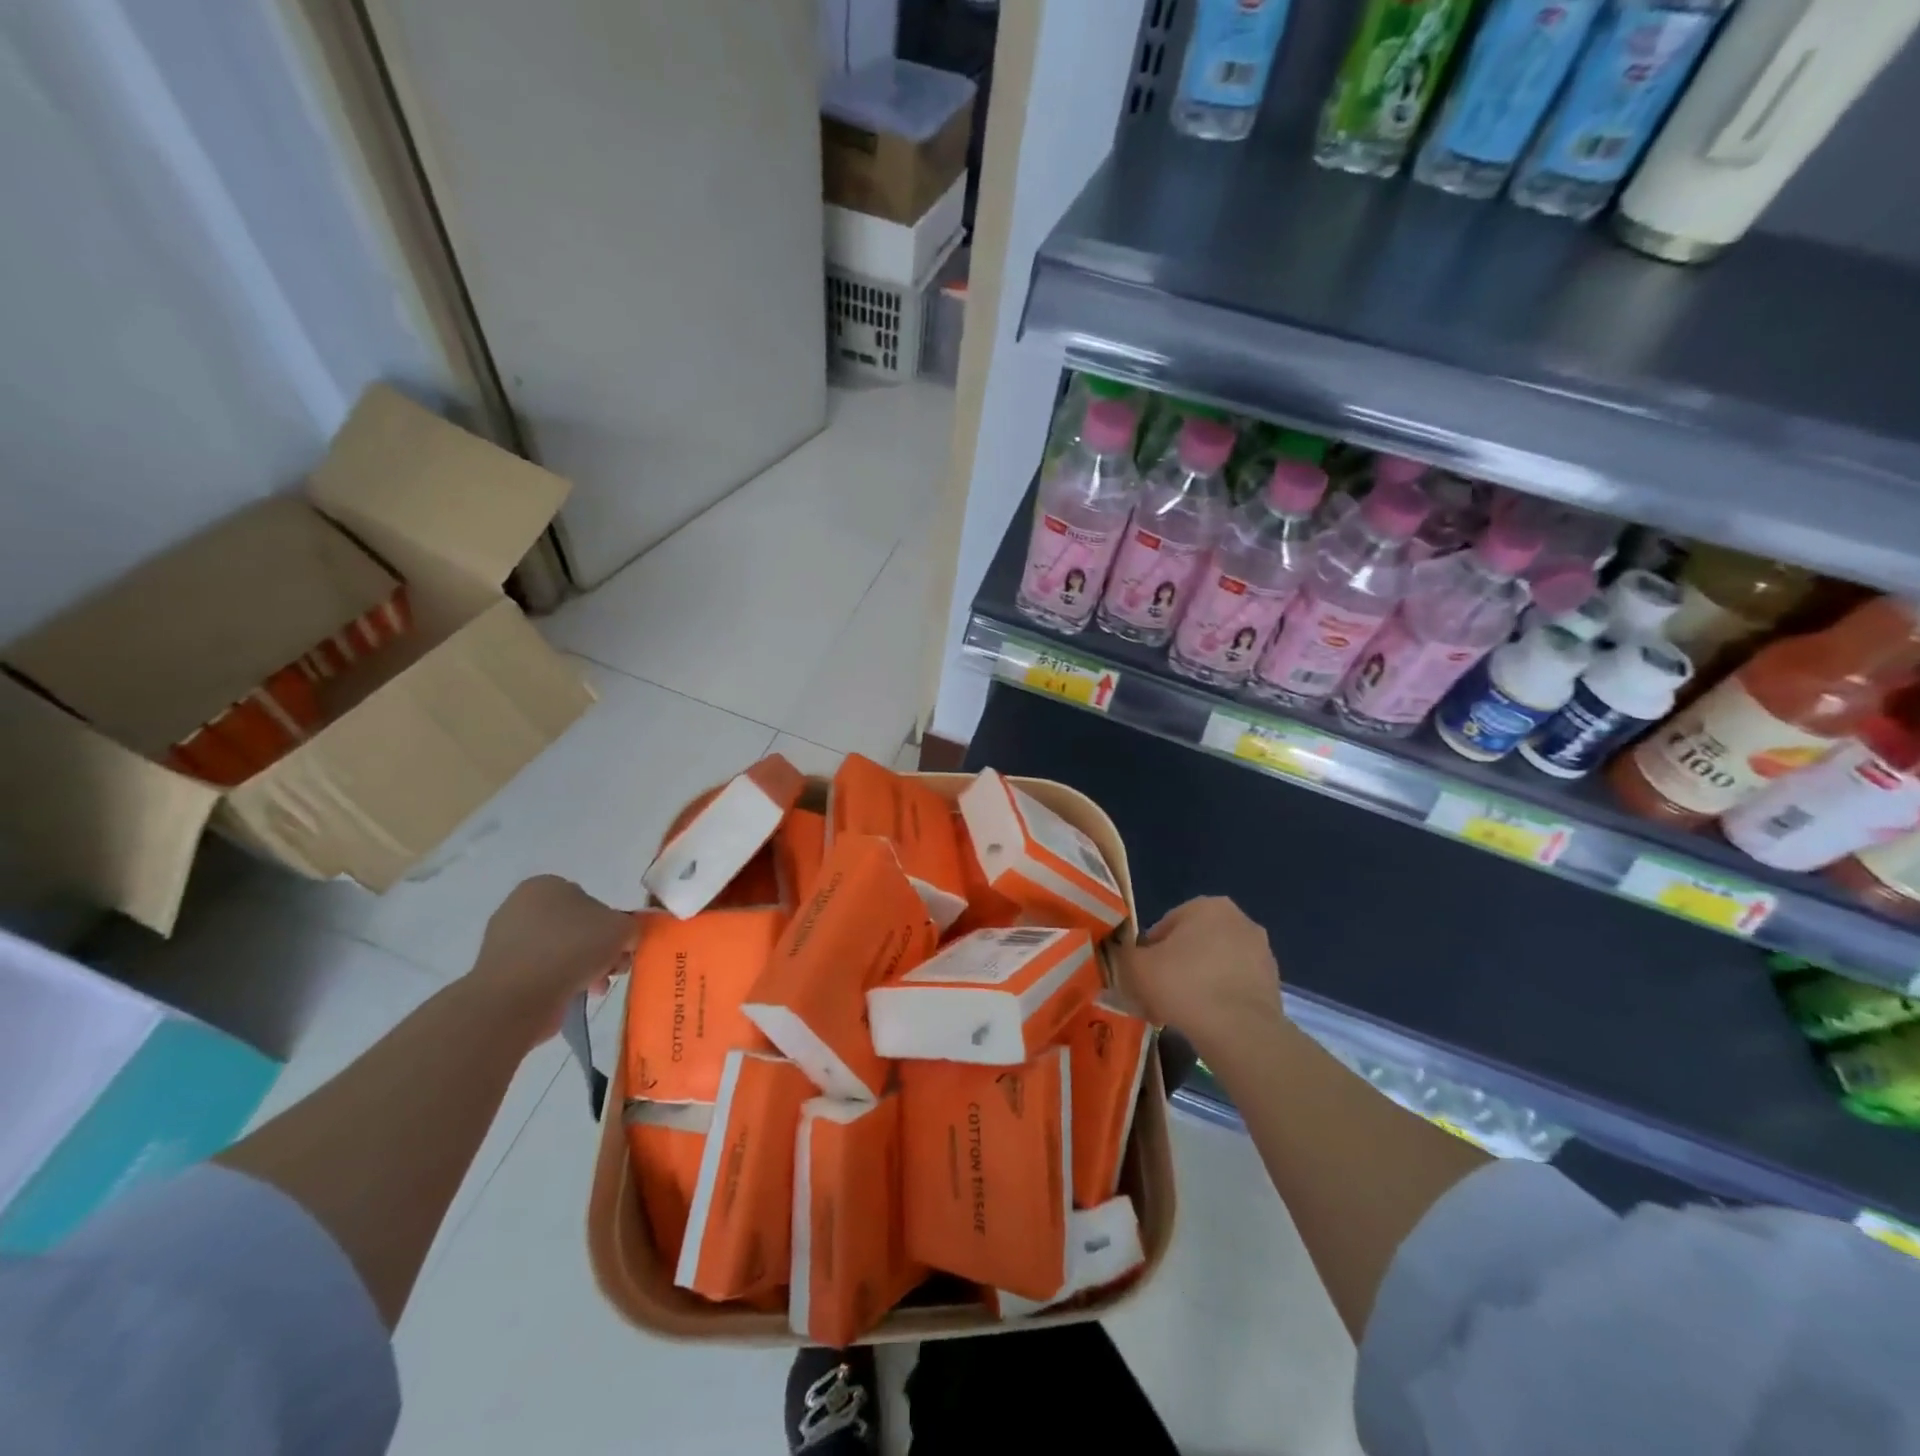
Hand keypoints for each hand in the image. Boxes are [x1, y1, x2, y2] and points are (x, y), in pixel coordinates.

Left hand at [467, 876, 638, 1042]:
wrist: (517, 998)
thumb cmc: (572, 949)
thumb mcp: (622, 928)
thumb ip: (631, 927)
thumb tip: (624, 939)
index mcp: (546, 885)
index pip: (591, 900)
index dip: (612, 924)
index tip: (622, 947)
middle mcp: (520, 906)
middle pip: (577, 927)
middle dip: (599, 949)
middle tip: (613, 968)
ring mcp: (505, 940)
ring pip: (561, 950)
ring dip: (584, 967)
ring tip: (596, 987)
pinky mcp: (499, 972)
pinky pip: (542, 971)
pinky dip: (560, 981)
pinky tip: (575, 996)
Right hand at [1110, 896, 1282, 1052]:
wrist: (1239, 1031)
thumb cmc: (1183, 985)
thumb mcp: (1136, 966)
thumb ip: (1124, 953)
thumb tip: (1124, 954)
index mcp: (1207, 905)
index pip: (1166, 925)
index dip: (1149, 951)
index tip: (1144, 976)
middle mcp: (1239, 919)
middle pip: (1194, 942)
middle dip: (1178, 964)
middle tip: (1161, 992)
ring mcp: (1261, 951)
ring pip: (1216, 964)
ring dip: (1200, 980)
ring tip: (1184, 1011)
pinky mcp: (1274, 983)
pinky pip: (1235, 985)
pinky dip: (1221, 997)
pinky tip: (1208, 1020)